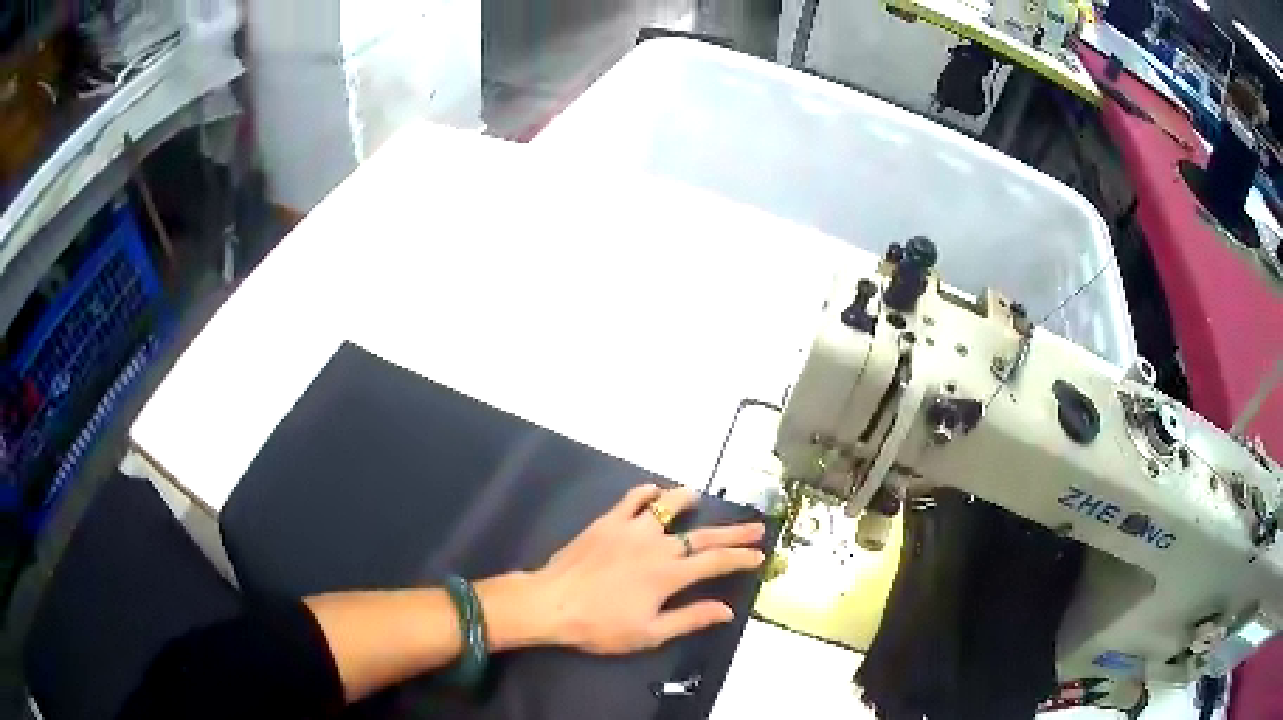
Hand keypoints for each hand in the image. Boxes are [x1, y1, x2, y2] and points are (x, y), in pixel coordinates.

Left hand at [522, 484, 766, 654]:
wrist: (552, 603)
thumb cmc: (601, 626)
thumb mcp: (649, 633)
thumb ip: (690, 618)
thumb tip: (726, 610)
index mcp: (669, 574)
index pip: (715, 562)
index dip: (741, 558)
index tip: (760, 554)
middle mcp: (657, 545)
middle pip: (703, 535)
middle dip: (733, 531)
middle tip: (756, 527)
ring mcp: (631, 529)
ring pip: (668, 506)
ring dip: (687, 501)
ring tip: (698, 498)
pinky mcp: (608, 521)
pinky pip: (632, 498)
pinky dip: (647, 493)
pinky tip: (653, 493)